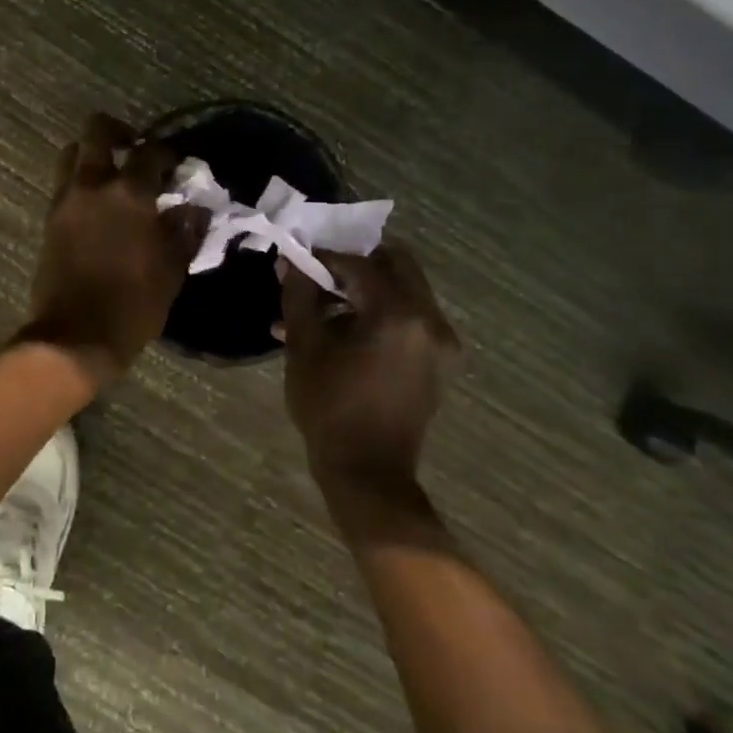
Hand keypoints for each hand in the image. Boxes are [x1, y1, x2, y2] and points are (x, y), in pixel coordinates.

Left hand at [23, 114, 208, 381]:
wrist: (75, 336)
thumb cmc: (133, 304)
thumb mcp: (171, 270)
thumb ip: (185, 231)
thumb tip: (193, 209)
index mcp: (129, 193)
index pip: (150, 152)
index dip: (166, 153)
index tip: (175, 166)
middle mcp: (93, 185)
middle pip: (97, 131)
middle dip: (118, 131)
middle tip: (134, 149)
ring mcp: (65, 200)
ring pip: (72, 153)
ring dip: (92, 154)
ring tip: (111, 175)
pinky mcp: (49, 218)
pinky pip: (64, 183)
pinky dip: (79, 181)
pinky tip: (97, 204)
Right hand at [278, 244, 460, 511]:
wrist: (368, 473)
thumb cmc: (330, 407)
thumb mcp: (305, 347)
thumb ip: (299, 295)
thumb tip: (292, 261)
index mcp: (399, 314)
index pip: (360, 264)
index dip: (324, 259)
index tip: (297, 262)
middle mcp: (430, 320)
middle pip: (395, 266)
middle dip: (354, 265)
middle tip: (319, 276)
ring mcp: (440, 342)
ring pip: (402, 291)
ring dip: (364, 291)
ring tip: (319, 311)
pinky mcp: (438, 361)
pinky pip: (409, 318)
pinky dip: (378, 314)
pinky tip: (340, 333)